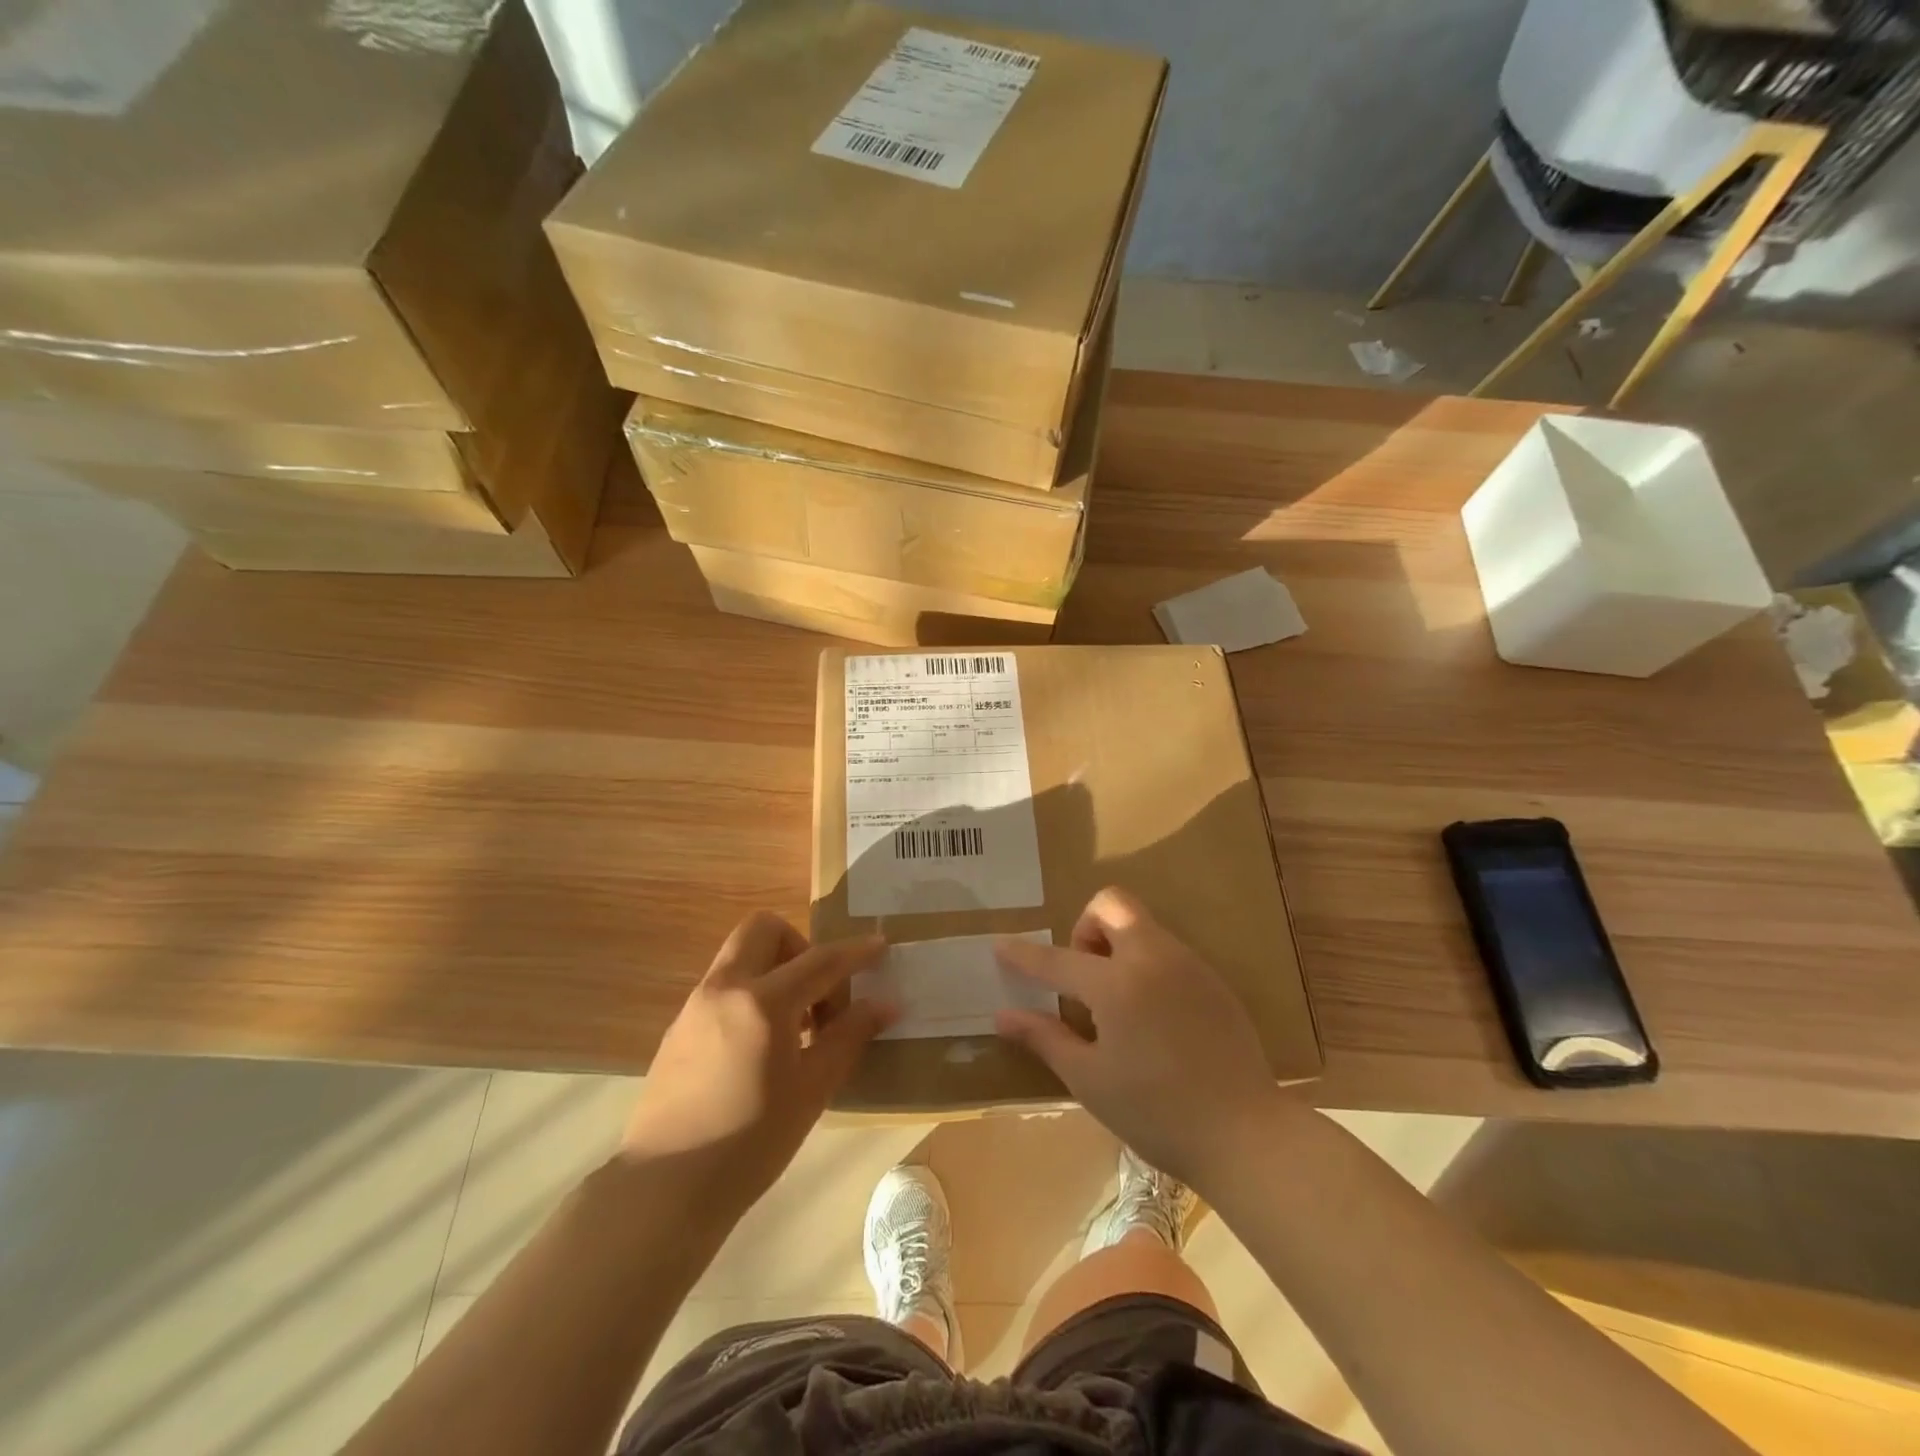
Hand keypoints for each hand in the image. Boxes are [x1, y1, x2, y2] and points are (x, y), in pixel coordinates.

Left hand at [621, 912, 893, 1210]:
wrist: (664, 1189)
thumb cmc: (750, 1142)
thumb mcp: (813, 1090)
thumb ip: (848, 1037)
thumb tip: (885, 1004)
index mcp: (762, 1002)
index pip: (820, 961)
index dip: (855, 952)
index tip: (880, 945)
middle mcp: (725, 988)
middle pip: (764, 929)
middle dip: (799, 945)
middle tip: (820, 991)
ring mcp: (696, 1004)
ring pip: (741, 955)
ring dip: (775, 970)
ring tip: (796, 1027)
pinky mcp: (679, 1026)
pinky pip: (724, 986)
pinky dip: (751, 993)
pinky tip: (763, 1047)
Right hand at [994, 887, 1279, 1189]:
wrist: (1245, 1133)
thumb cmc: (1156, 1112)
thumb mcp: (1090, 1079)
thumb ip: (1045, 1038)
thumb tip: (1003, 1015)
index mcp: (1117, 983)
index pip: (1057, 959)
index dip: (1024, 954)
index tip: (1001, 945)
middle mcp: (1152, 958)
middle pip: (1111, 904)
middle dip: (1086, 928)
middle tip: (1084, 978)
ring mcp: (1188, 965)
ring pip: (1141, 926)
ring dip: (1116, 946)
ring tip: (1116, 1006)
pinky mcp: (1213, 980)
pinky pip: (1167, 951)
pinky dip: (1145, 965)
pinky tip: (1150, 1017)